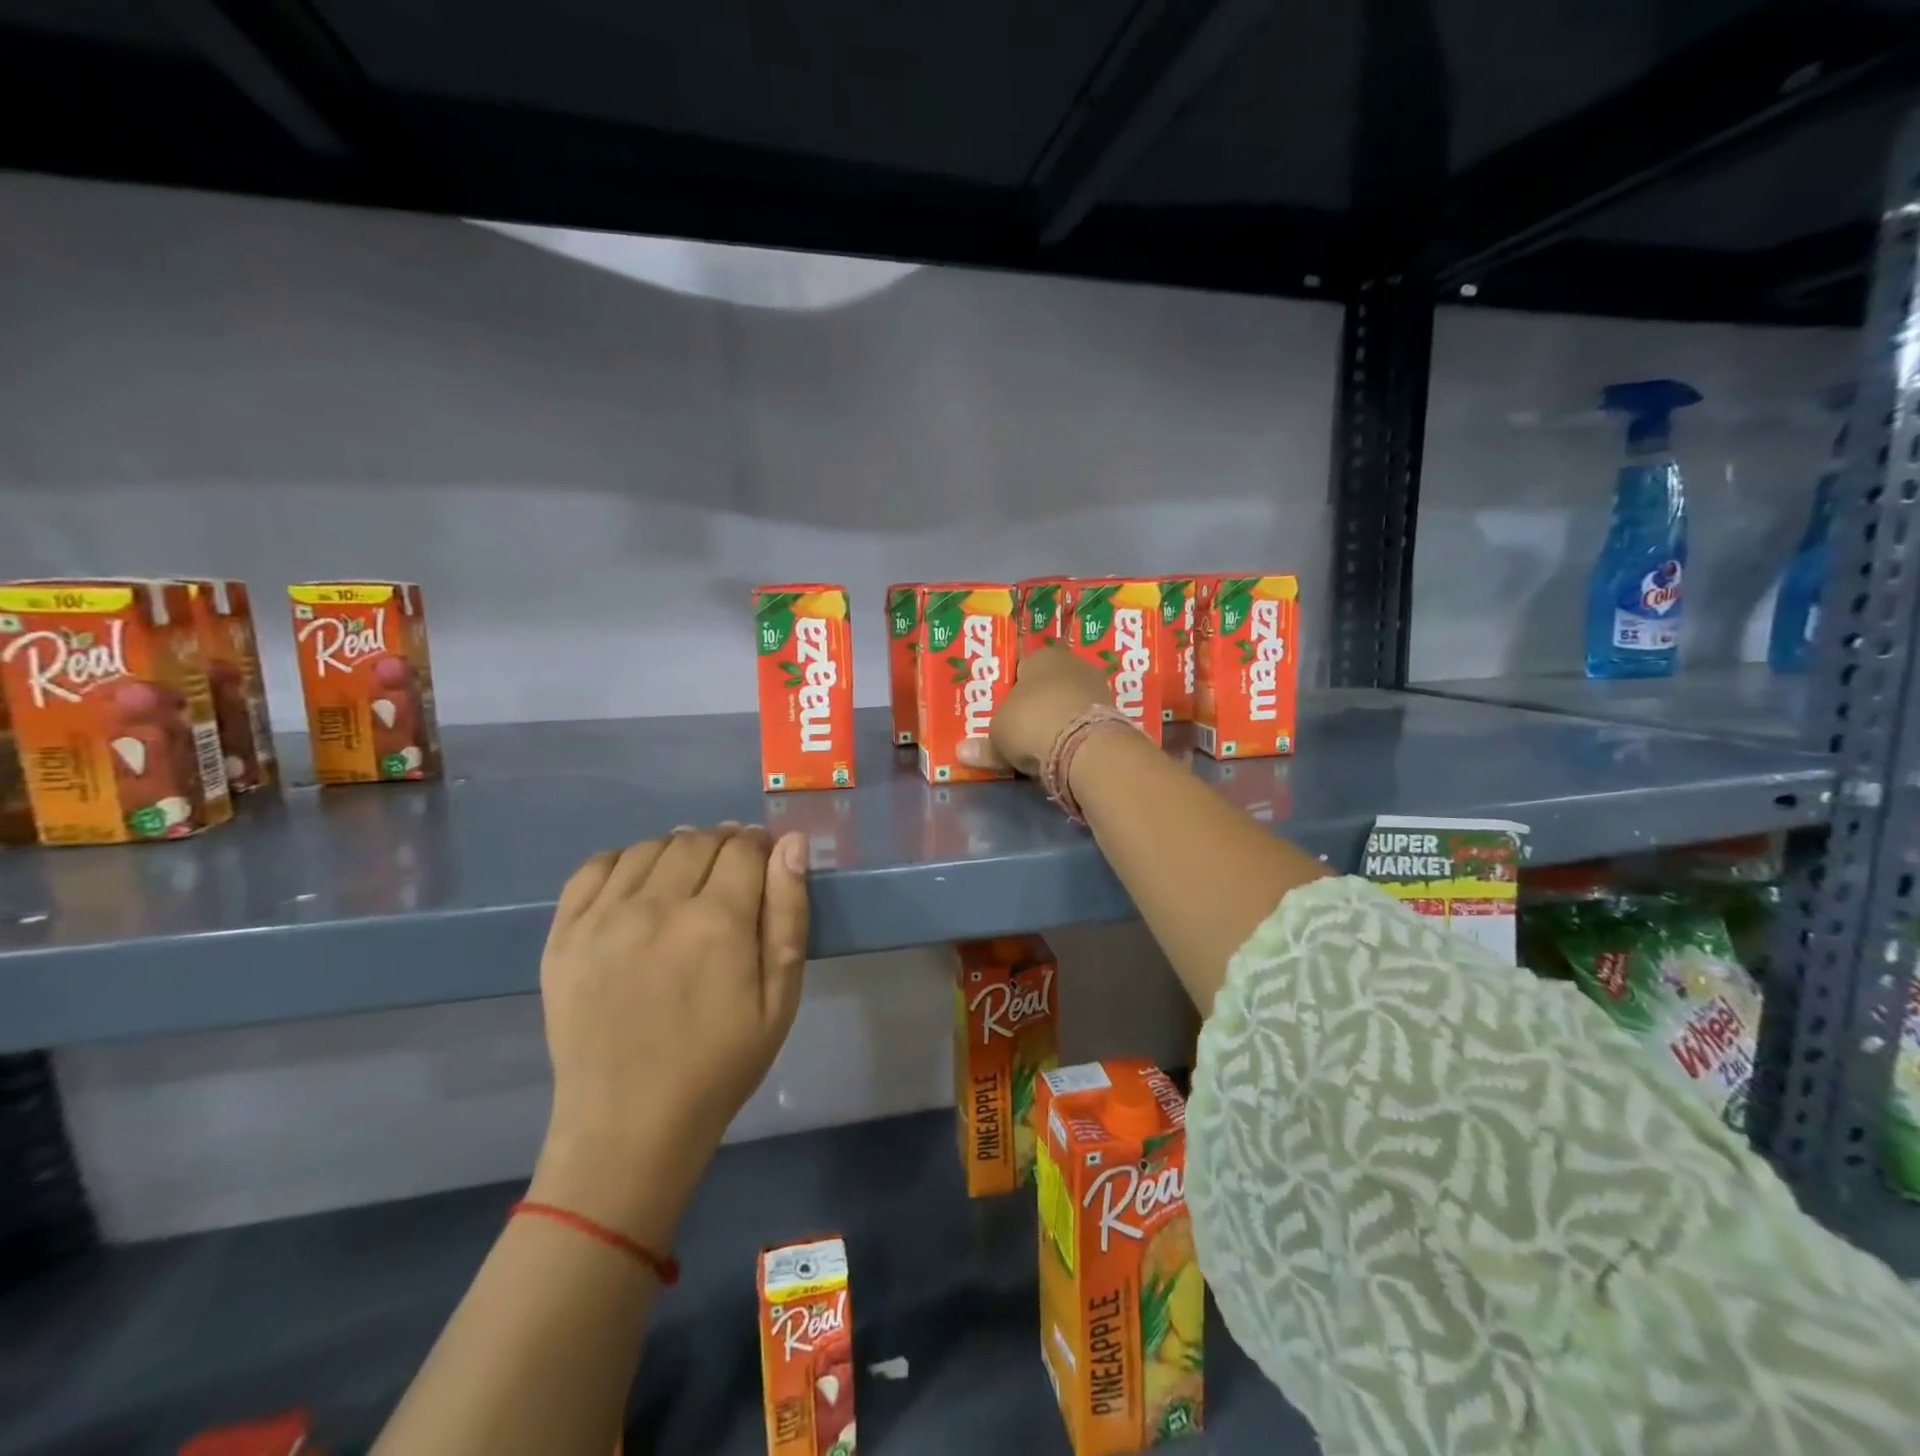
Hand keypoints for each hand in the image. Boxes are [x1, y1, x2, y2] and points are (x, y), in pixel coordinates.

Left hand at [530, 825, 809, 1241]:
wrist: (629, 1126)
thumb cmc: (720, 1064)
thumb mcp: (780, 998)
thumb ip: (788, 914)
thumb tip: (791, 844)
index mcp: (717, 922)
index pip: (744, 848)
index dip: (760, 847)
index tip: (765, 862)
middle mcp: (657, 905)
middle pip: (697, 840)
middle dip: (723, 845)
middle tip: (731, 875)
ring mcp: (603, 918)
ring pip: (649, 847)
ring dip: (677, 850)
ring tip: (687, 879)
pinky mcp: (563, 935)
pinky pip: (595, 867)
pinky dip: (624, 860)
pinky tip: (638, 883)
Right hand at [956, 644, 1113, 776]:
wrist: (1086, 747)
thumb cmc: (1032, 724)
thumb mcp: (998, 736)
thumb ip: (983, 744)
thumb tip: (962, 752)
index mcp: (1041, 656)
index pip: (1021, 667)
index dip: (1010, 690)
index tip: (1004, 711)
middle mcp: (1072, 663)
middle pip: (1048, 684)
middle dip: (1037, 703)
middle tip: (1022, 728)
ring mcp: (1098, 686)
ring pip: (1070, 701)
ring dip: (1060, 718)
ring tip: (1045, 743)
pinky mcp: (1115, 712)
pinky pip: (1086, 721)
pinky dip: (1077, 732)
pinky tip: (1067, 750)